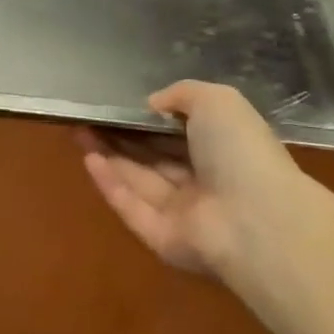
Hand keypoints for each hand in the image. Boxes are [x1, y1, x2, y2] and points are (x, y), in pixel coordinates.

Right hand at [78, 80, 310, 283]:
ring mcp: (183, 214)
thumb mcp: (217, 100)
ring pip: (138, 180)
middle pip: (153, 157)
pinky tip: (88, 159)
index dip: (146, 119)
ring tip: (77, 130)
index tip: (115, 105)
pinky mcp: (162, 239)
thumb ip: (182, 94)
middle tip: (86, 116)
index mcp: (223, 151)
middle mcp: (203, 183)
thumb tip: (152, 104)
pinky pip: (132, 208)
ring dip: (108, 155)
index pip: (178, 133)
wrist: (256, 219)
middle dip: (119, 137)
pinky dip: (110, 185)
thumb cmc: (240, 152)